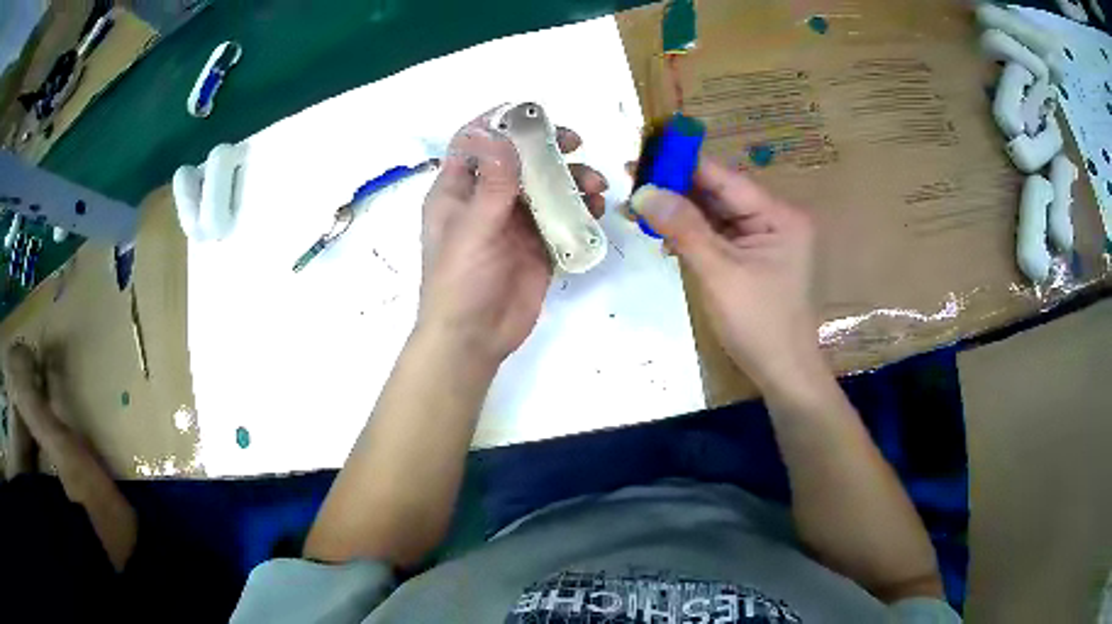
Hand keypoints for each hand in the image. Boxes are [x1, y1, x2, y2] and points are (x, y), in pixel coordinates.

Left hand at [416, 111, 607, 367]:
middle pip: (517, 159)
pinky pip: (562, 217)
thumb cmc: (459, 282)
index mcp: (457, 191)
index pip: (472, 142)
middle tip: (574, 142)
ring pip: (545, 186)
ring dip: (571, 179)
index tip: (532, 113)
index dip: (498, 122)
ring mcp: (514, 222)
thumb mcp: (472, 230)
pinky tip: (596, 210)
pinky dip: (580, 209)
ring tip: (595, 184)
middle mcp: (485, 200)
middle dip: (546, 147)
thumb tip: (508, 139)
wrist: (474, 338)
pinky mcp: (538, 244)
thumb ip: (493, 185)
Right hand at [630, 158, 819, 389]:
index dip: (683, 164)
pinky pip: (718, 235)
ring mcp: (764, 239)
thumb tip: (643, 191)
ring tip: (639, 208)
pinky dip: (691, 234)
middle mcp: (774, 219)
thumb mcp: (719, 273)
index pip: (725, 178)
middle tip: (632, 182)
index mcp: (779, 215)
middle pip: (719, 193)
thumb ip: (683, 228)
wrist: (782, 373)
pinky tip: (664, 234)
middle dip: (677, 190)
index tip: (643, 154)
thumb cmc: (758, 323)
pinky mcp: (752, 257)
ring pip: (715, 214)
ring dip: (680, 213)